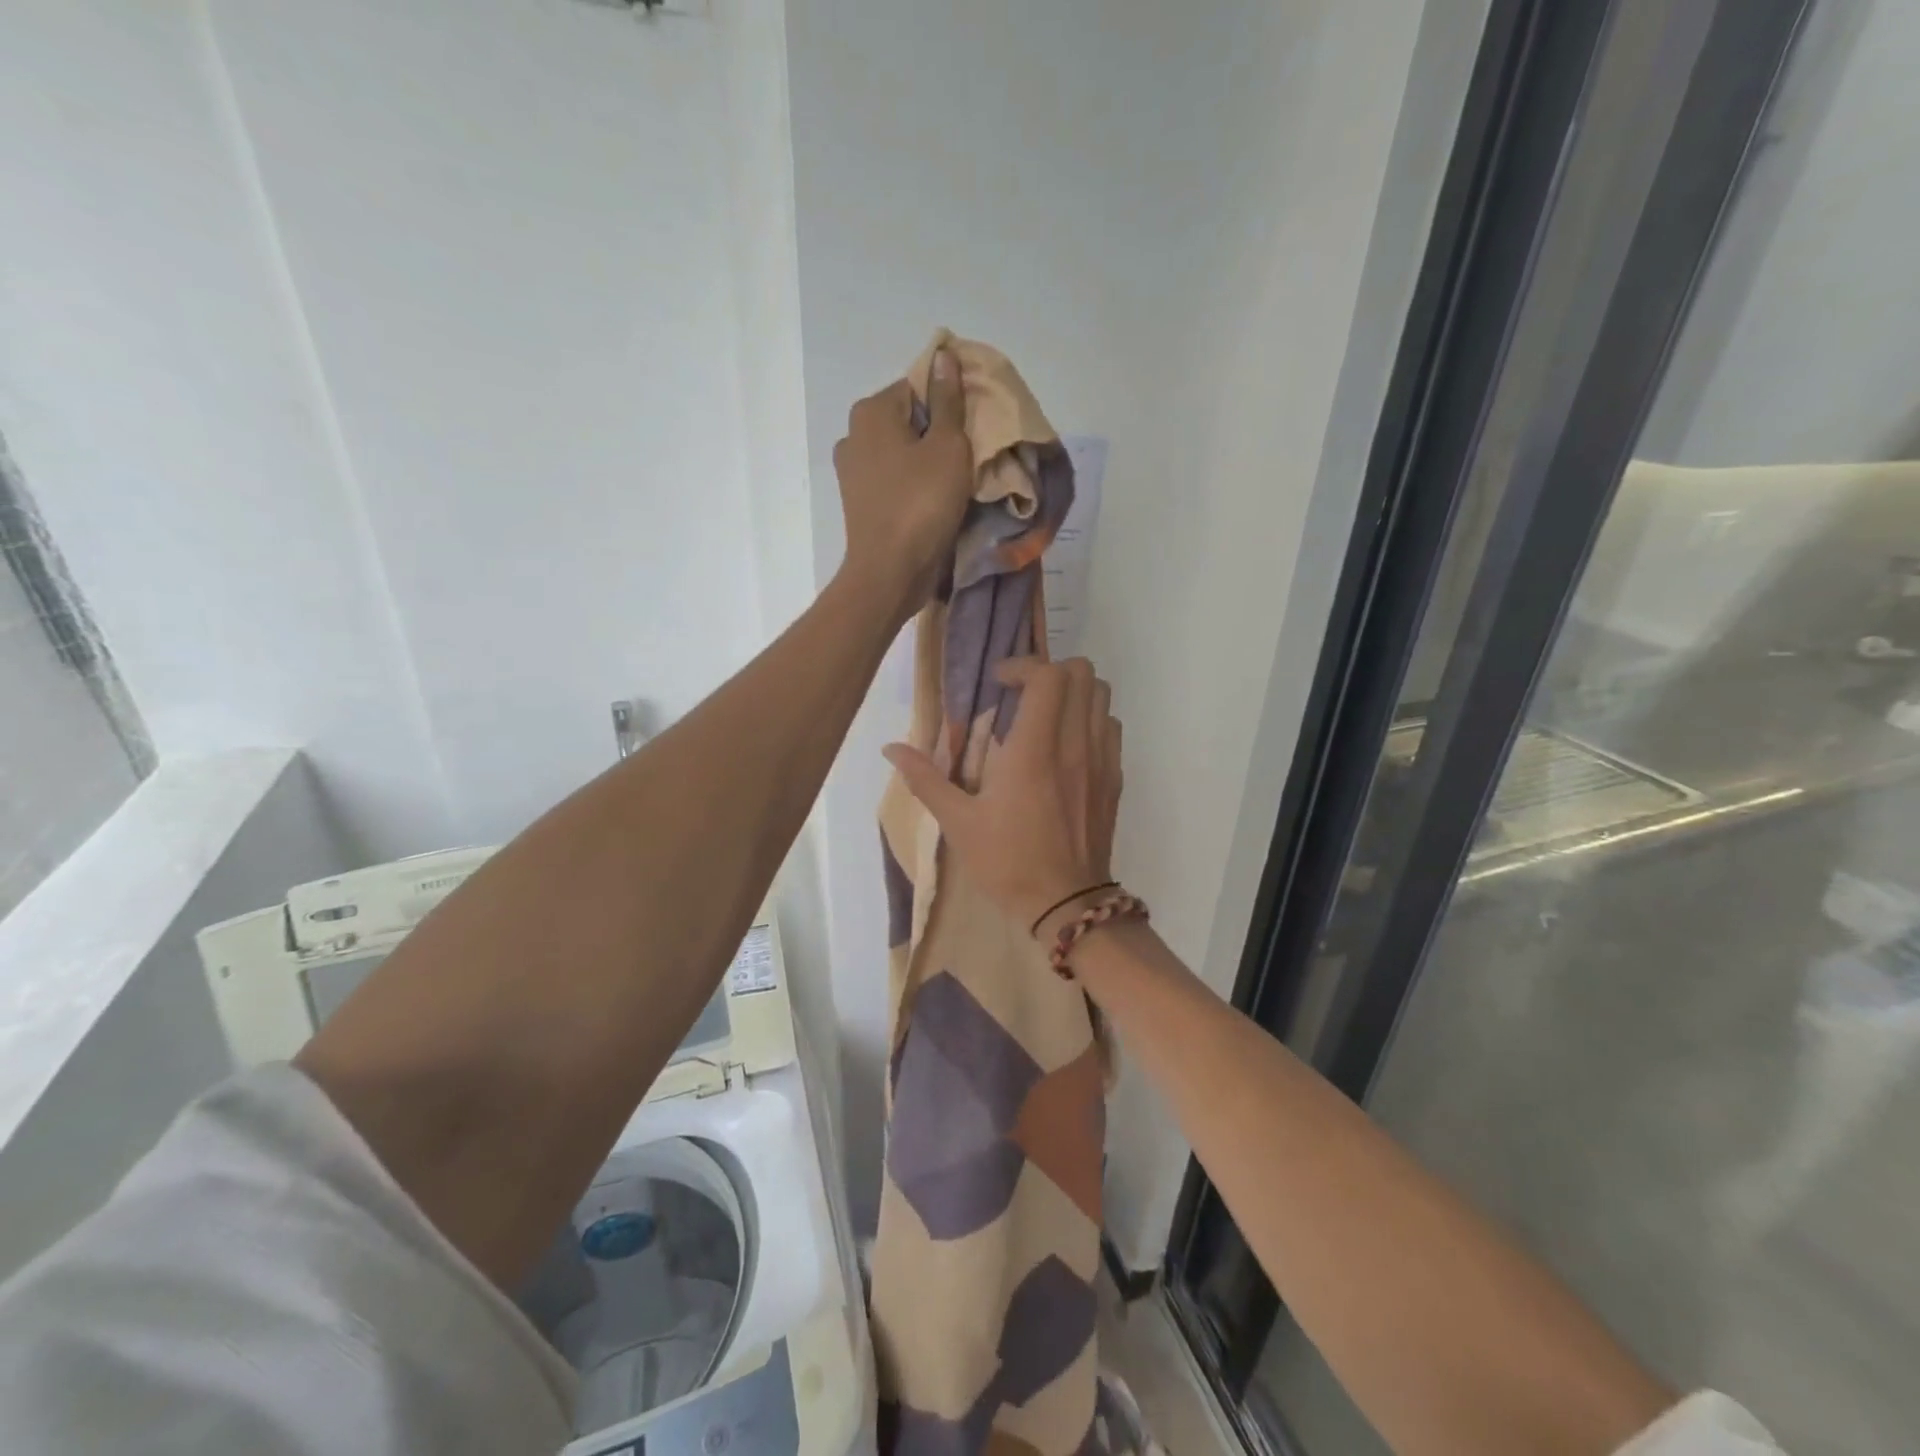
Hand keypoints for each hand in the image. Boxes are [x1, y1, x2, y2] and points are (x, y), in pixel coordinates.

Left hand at [834, 349, 974, 621]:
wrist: (890, 571)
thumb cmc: (922, 504)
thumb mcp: (948, 447)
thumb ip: (948, 400)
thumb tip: (943, 355)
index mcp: (871, 411)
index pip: (917, 386)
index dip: (948, 403)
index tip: (972, 428)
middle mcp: (853, 434)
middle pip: (907, 420)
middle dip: (936, 434)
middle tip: (969, 456)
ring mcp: (851, 472)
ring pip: (899, 453)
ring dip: (925, 463)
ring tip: (954, 483)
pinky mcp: (858, 503)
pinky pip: (892, 481)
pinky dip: (911, 486)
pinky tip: (932, 502)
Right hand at [884, 656, 1122, 936]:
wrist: (1067, 905)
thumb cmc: (1008, 862)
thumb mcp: (958, 823)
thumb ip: (925, 779)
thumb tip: (891, 748)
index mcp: (1035, 750)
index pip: (1049, 676)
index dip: (1023, 666)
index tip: (999, 684)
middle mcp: (1075, 744)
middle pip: (1083, 673)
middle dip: (1050, 671)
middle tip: (1022, 694)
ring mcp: (1102, 760)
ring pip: (1102, 696)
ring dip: (1074, 692)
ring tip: (1044, 715)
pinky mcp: (1115, 779)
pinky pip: (1111, 727)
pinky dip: (1090, 719)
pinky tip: (1066, 745)